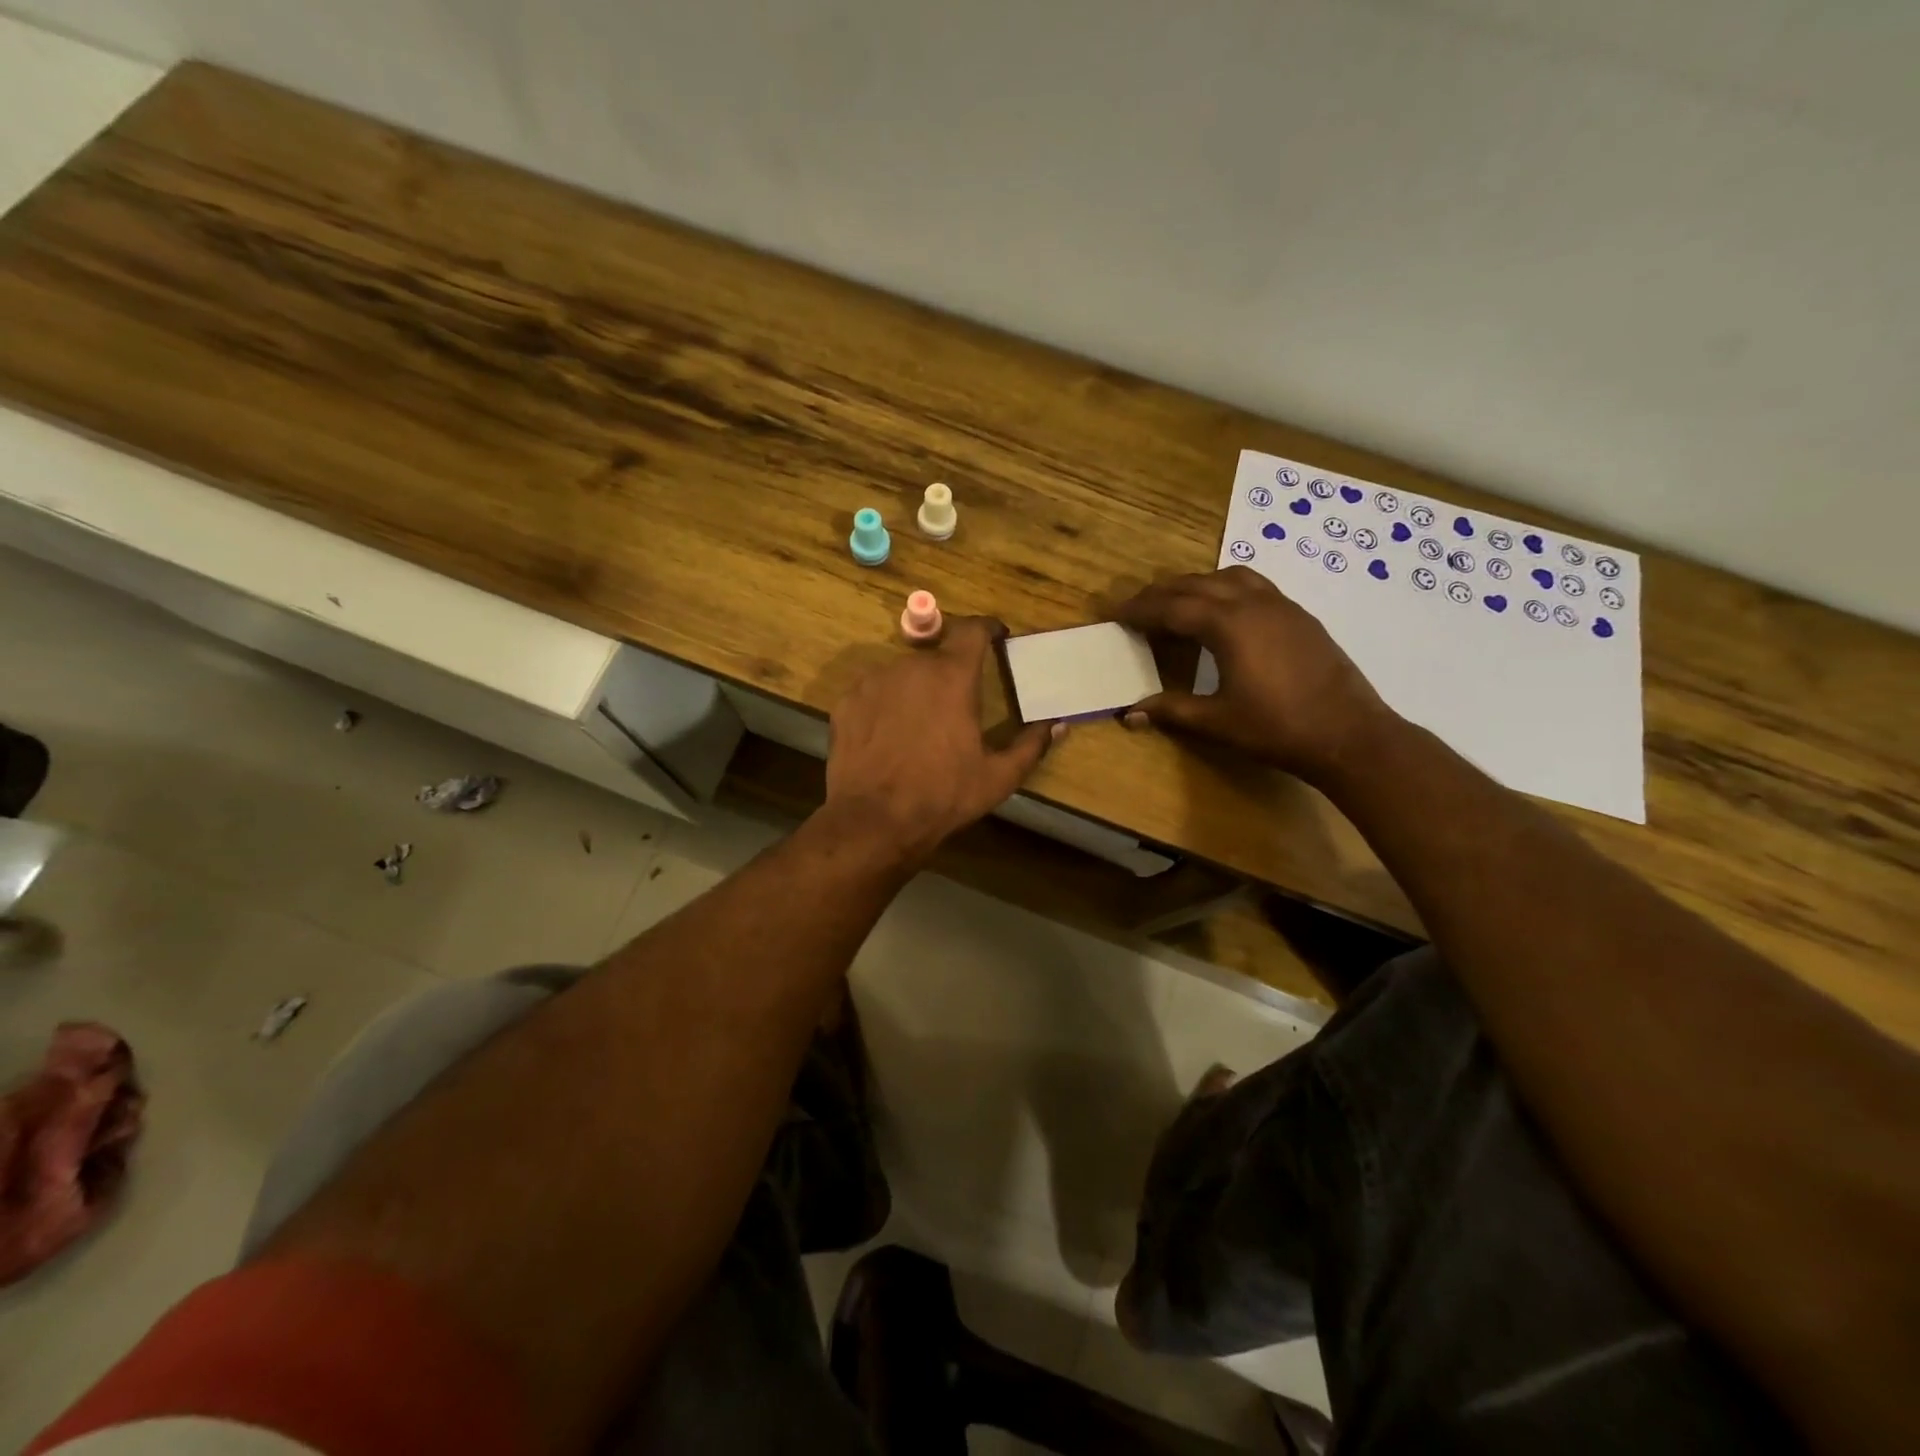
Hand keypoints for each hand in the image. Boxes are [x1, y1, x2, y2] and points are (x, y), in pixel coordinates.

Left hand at [824, 617, 1053, 864]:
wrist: (873, 820)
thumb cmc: (943, 796)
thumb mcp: (997, 777)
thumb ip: (1031, 745)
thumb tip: (1059, 725)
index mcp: (952, 676)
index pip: (972, 629)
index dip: (987, 629)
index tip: (996, 637)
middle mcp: (911, 666)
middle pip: (937, 656)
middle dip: (950, 675)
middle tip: (957, 708)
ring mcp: (873, 681)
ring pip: (903, 674)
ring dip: (916, 690)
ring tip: (920, 728)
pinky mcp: (847, 701)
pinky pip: (874, 692)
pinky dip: (886, 705)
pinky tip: (889, 737)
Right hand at [1112, 567, 1392, 781]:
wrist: (1349, 734)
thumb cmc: (1278, 728)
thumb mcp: (1217, 721)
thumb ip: (1172, 710)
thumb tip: (1130, 713)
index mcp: (1228, 625)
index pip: (1171, 607)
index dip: (1139, 610)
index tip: (1114, 614)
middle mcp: (1252, 603)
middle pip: (1196, 584)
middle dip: (1161, 593)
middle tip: (1136, 608)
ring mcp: (1281, 605)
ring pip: (1228, 576)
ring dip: (1196, 585)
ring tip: (1177, 604)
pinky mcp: (1299, 615)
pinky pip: (1254, 585)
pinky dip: (1226, 589)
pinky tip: (1224, 613)